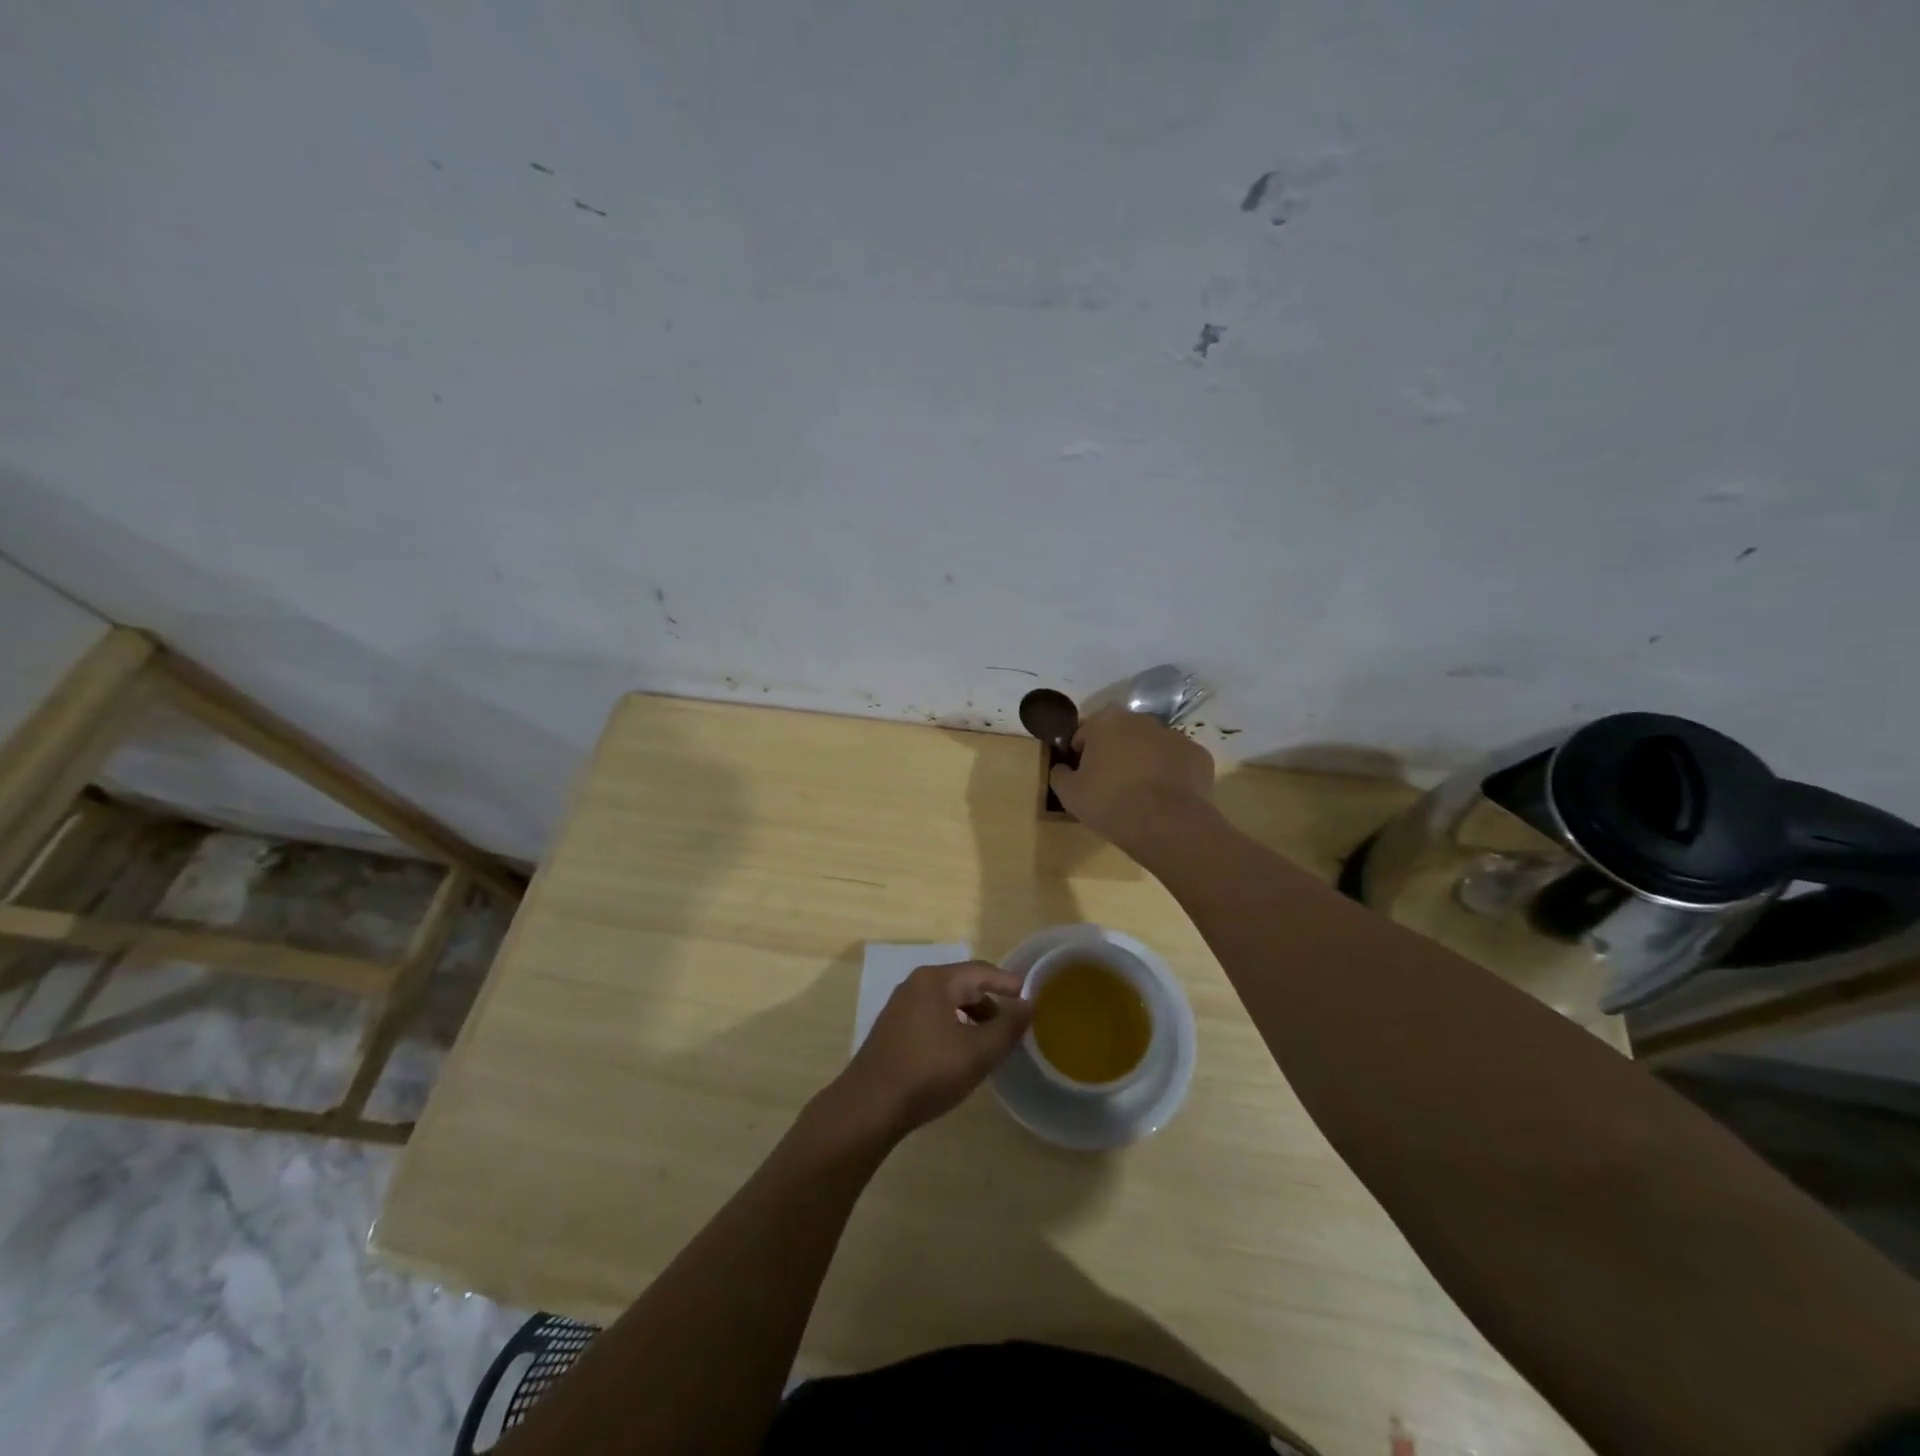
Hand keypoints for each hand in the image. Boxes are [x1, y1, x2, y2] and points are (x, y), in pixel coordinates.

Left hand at [824, 961, 1032, 1143]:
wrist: (869, 1107)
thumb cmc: (928, 1072)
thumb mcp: (978, 1052)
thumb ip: (1008, 1026)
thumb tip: (1029, 1004)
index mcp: (936, 980)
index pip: (981, 971)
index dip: (1008, 983)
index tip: (1031, 997)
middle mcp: (915, 985)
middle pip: (963, 985)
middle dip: (990, 1003)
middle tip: (1012, 1026)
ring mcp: (900, 1007)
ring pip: (946, 1003)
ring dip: (971, 1018)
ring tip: (990, 1043)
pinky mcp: (892, 1030)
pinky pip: (931, 1018)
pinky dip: (952, 1028)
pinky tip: (959, 1054)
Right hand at [1049, 707, 1216, 860]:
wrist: (1168, 825)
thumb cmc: (1110, 803)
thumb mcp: (1068, 794)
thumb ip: (1060, 774)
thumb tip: (1062, 768)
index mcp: (1106, 721)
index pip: (1085, 733)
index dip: (1081, 754)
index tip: (1082, 776)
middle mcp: (1142, 719)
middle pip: (1120, 734)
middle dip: (1114, 753)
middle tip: (1110, 785)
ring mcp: (1174, 736)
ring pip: (1151, 746)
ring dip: (1144, 762)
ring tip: (1140, 795)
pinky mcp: (1199, 755)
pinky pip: (1177, 762)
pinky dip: (1170, 775)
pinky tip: (1164, 799)